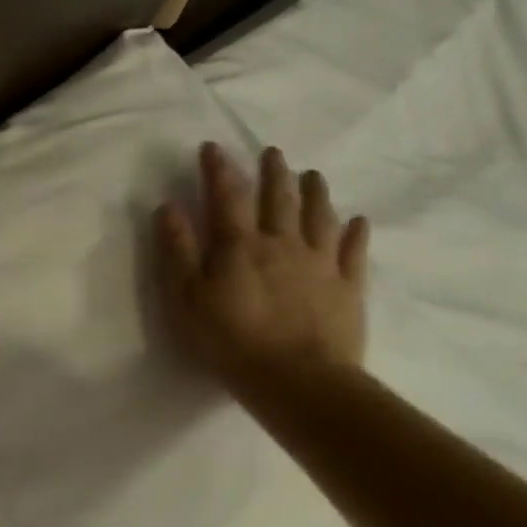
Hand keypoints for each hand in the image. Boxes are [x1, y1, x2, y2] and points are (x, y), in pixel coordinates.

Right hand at [154, 142, 370, 390]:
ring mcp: (320, 264)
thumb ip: (177, 251)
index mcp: (240, 246)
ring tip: (312, 174)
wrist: (297, 379)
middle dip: (272, 172)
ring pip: (319, 217)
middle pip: (279, 199)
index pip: (227, 197)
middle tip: (271, 152)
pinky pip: (354, 251)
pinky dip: (355, 232)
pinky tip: (357, 221)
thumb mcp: (186, 298)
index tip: (212, 147)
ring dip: (314, 192)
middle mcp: (283, 244)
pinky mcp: (347, 287)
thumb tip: (169, 207)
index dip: (218, 170)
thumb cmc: (229, 340)